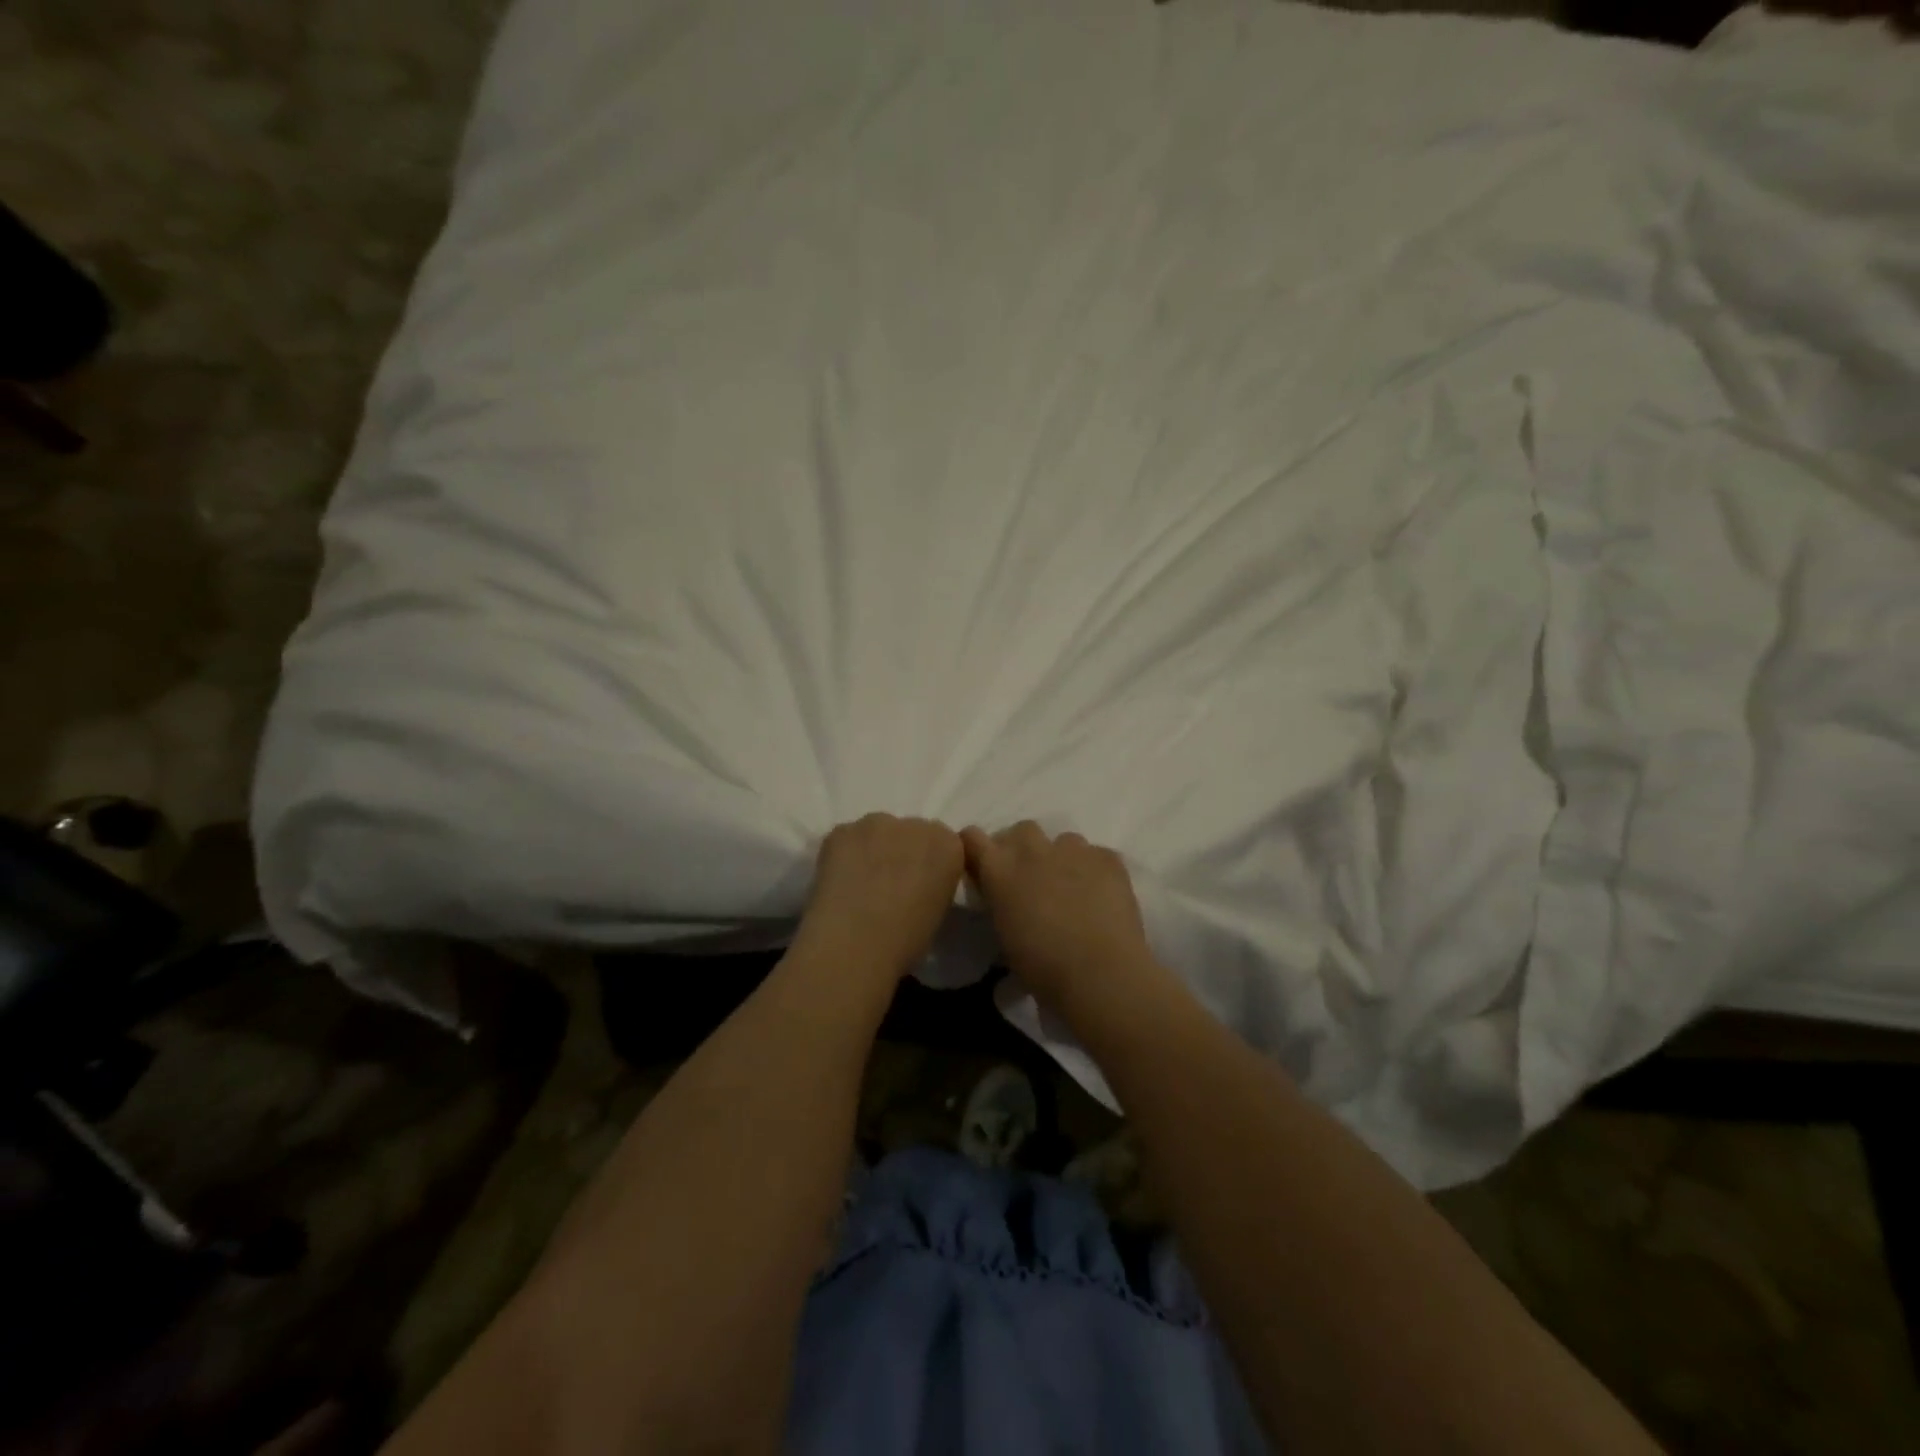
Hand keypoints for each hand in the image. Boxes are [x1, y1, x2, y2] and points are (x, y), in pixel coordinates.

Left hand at [797, 814, 964, 977]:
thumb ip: (934, 886)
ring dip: (873, 850)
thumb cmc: (905, 941)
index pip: (944, 844)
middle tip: (888, 885)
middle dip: (902, 852)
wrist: (853, 943)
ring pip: (877, 832)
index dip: (929, 866)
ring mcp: (875, 823)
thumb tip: (917, 886)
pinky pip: (846, 838)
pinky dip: (844, 855)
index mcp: (948, 846)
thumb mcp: (938, 913)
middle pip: (911, 832)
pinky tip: (838, 882)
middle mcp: (915, 824)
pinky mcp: (841, 830)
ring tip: (859, 884)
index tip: (919, 887)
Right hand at [960, 822, 1155, 1012]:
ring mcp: (1074, 850)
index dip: (977, 849)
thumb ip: (1001, 908)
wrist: (1100, 974)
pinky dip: (1095, 870)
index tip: (983, 867)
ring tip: (1071, 888)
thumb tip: (1007, 905)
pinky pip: (1096, 855)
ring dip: (1061, 858)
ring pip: (1063, 840)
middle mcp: (1033, 850)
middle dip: (1023, 848)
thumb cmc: (1043, 968)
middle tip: (1030, 878)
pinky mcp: (1108, 858)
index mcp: (1000, 871)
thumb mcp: (1005, 938)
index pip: (972, 838)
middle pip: (1022, 830)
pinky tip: (1100, 896)